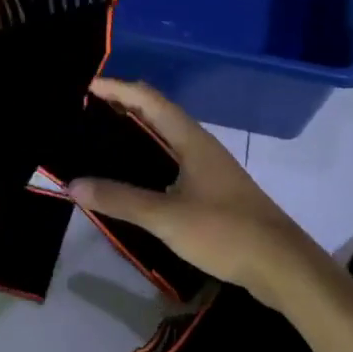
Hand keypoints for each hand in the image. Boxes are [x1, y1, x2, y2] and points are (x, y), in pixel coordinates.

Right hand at [68, 79, 330, 310]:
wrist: (280, 264)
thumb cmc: (224, 231)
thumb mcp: (166, 217)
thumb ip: (120, 199)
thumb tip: (72, 184)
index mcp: (191, 139)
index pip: (148, 99)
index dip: (117, 88)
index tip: (84, 86)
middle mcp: (199, 145)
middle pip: (156, 114)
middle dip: (121, 107)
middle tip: (83, 112)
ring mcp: (208, 168)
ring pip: (164, 139)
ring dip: (134, 133)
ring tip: (98, 139)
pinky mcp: (211, 191)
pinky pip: (171, 162)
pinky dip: (146, 159)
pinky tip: (131, 177)